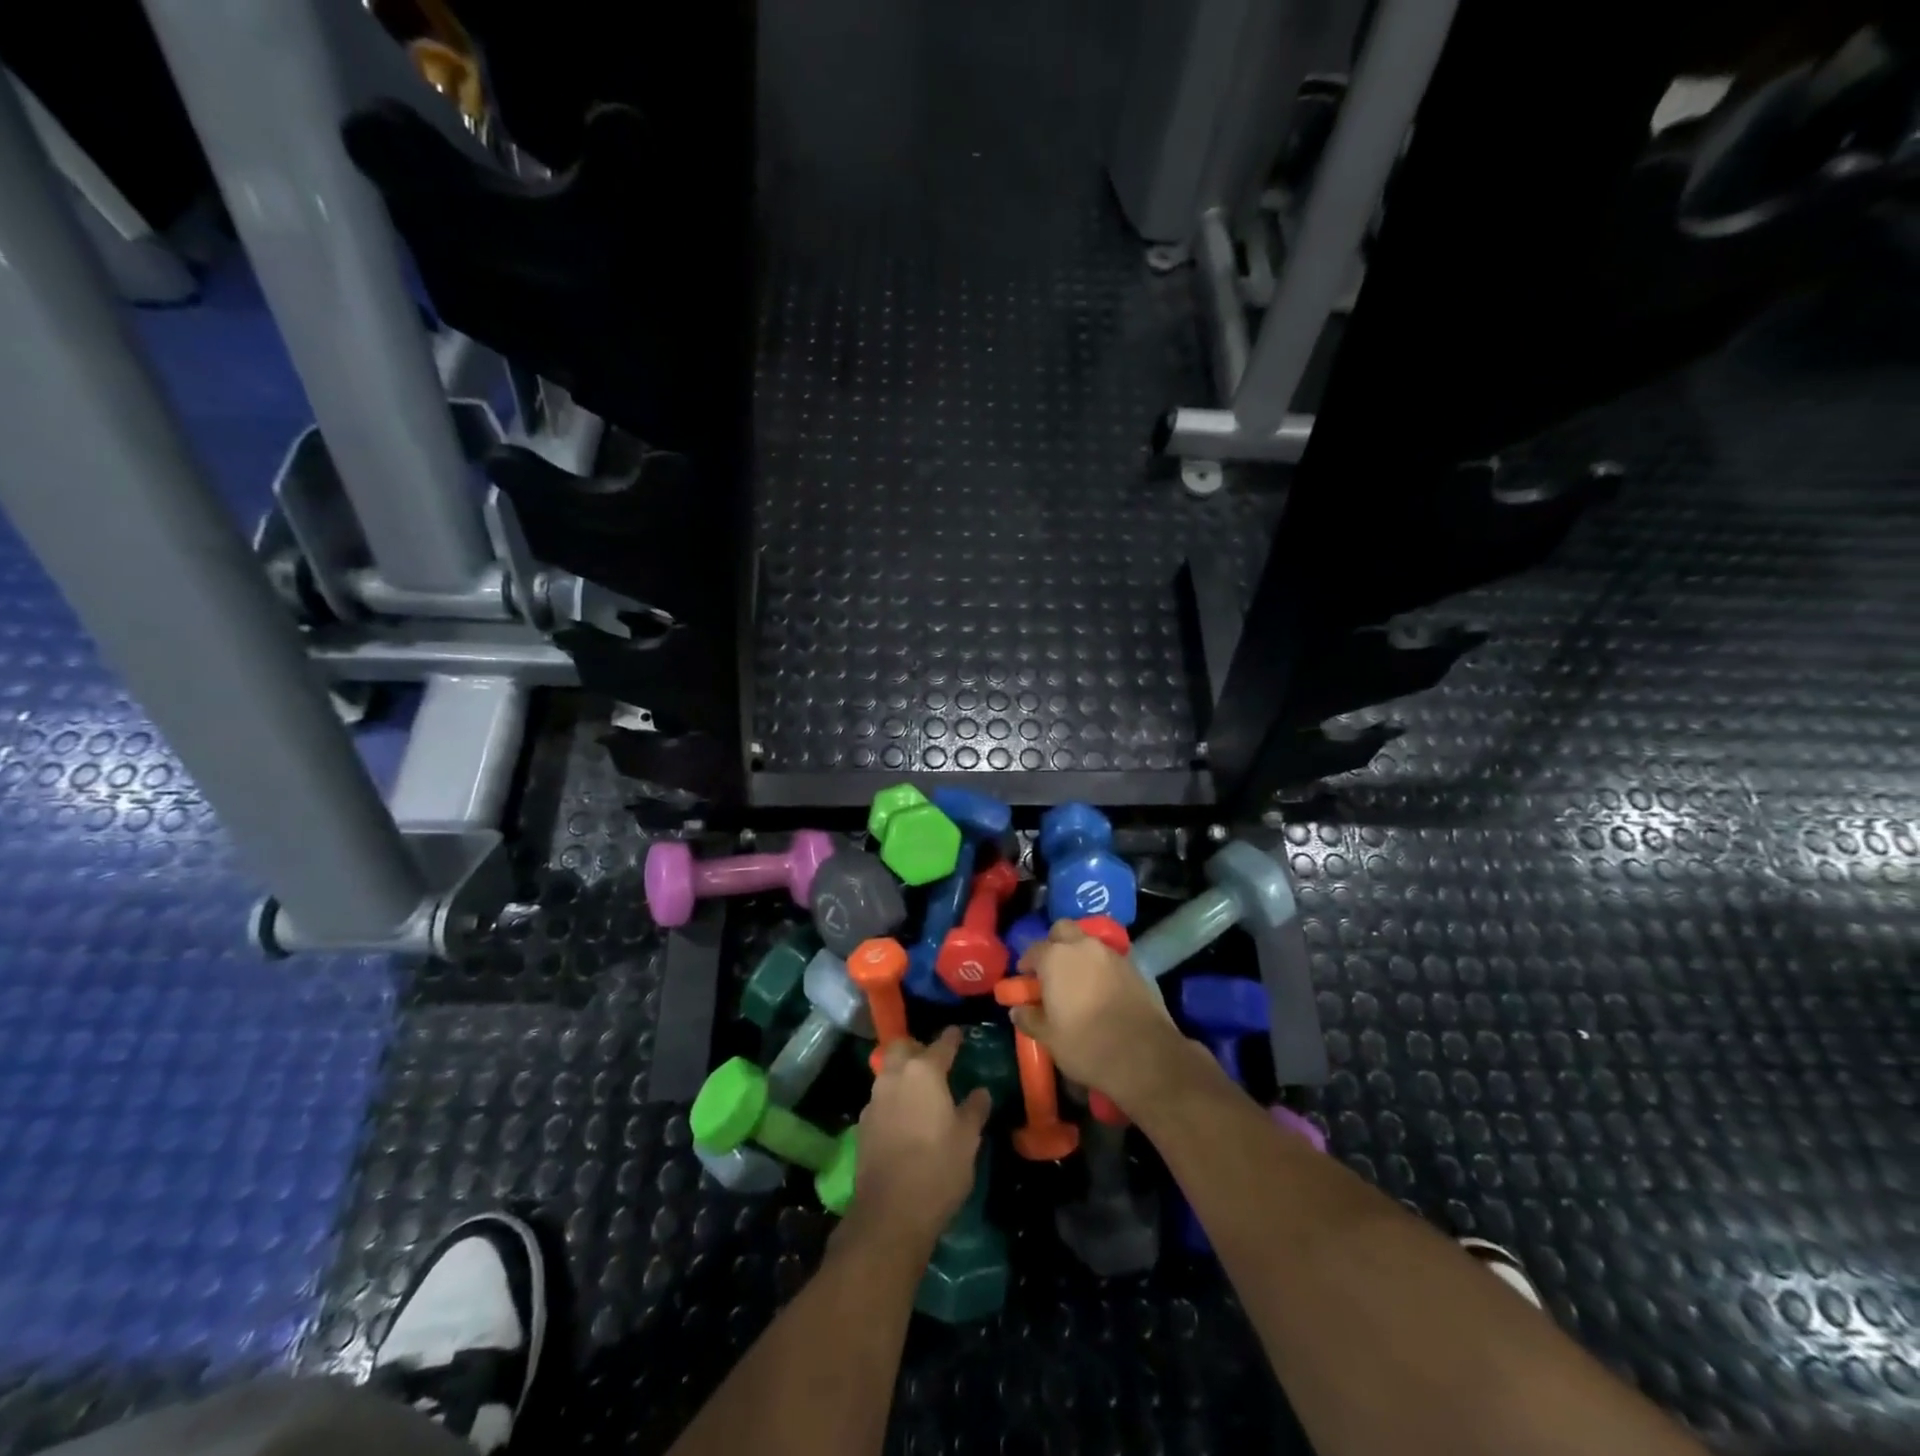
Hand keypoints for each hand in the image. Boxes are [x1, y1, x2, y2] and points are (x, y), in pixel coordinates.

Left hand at [842, 1027, 990, 1252]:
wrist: (890, 1212)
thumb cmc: (938, 1168)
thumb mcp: (968, 1139)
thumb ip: (974, 1109)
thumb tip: (980, 1091)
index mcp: (924, 1072)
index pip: (941, 1044)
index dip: (952, 1038)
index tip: (958, 1033)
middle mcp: (895, 1076)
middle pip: (903, 1048)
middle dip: (917, 1048)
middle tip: (934, 1059)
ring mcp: (875, 1099)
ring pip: (888, 1071)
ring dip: (902, 1072)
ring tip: (920, 1088)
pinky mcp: (863, 1124)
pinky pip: (881, 1098)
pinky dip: (893, 1098)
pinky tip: (904, 1116)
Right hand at [1013, 919, 1197, 1113]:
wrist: (1145, 1056)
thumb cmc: (1086, 1045)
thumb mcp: (1049, 1038)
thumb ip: (1029, 1018)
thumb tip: (1017, 1010)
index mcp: (1056, 957)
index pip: (1033, 950)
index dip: (1026, 964)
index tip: (1025, 981)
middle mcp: (1083, 946)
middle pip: (1063, 930)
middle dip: (1054, 944)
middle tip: (1051, 971)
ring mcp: (1112, 954)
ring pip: (1088, 943)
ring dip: (1079, 955)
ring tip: (1077, 983)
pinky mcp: (1135, 966)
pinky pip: (1109, 958)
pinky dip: (1100, 967)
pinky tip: (1100, 991)